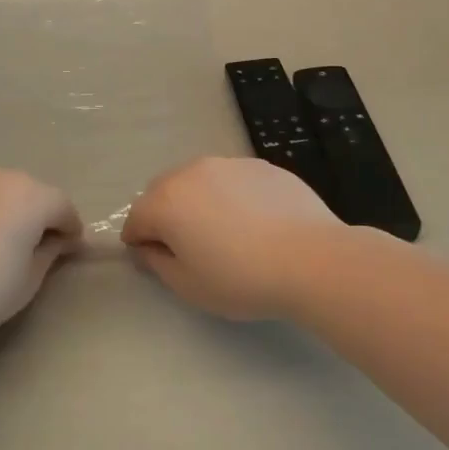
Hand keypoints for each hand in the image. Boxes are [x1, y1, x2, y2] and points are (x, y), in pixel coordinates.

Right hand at [121, 157, 344, 319]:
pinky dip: (231, 196)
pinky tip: (255, 223)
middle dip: (165, 216)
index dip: (139, 242)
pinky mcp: (262, 165)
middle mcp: (192, 172)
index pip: (136, 218)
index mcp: (166, 201)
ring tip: (224, 233)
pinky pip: (232, 180)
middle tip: (188, 248)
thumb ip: (157, 263)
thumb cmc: (241, 278)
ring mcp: (230, 164)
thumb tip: (147, 248)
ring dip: (198, 202)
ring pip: (199, 181)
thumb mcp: (189, 285)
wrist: (312, 259)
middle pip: (163, 192)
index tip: (155, 261)